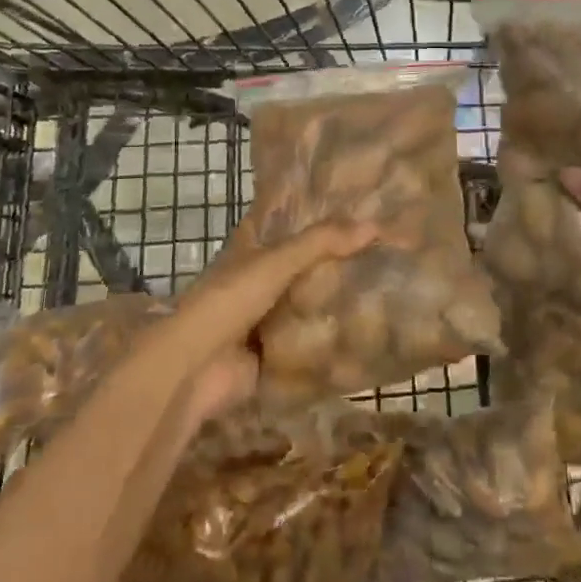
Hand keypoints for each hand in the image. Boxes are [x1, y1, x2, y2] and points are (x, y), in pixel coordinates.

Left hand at [161, 218, 378, 423]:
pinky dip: (332, 343)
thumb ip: (322, 243)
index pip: (289, 228)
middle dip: (336, 264)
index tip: (357, 212)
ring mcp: (265, 322)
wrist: (195, 369)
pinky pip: (309, 346)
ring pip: (308, 307)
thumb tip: (376, 226)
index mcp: (252, 253)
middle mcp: (259, 283)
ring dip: (336, 304)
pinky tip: (368, 335)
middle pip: (304, 269)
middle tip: (383, 254)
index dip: (317, 219)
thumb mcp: (277, 262)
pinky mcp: (274, 357)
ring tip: (385, 291)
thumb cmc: (229, 301)